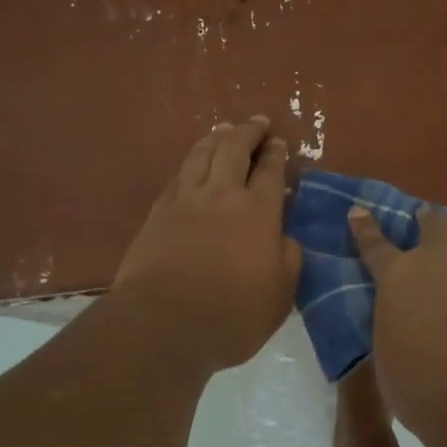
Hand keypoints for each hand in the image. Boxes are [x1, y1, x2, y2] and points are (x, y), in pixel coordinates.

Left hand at [115, 117, 301, 370]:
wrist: (164, 324)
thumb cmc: (232, 315)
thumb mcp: (280, 295)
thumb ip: (288, 259)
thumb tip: (285, 237)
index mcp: (258, 212)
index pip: (271, 171)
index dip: (276, 154)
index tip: (279, 142)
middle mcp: (222, 195)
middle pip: (234, 149)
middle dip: (248, 132)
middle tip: (257, 122)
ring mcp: (185, 200)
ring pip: (201, 154)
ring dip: (216, 138)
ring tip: (223, 129)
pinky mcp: (157, 213)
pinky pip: (177, 176)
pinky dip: (190, 162)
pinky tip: (192, 164)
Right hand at [349, 205, 446, 432]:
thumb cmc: (421, 385)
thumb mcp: (389, 355)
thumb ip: (395, 328)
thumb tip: (403, 325)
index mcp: (399, 277)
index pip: (375, 245)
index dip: (366, 227)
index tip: (359, 210)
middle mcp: (440, 264)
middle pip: (436, 224)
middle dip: (430, 220)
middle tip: (427, 221)